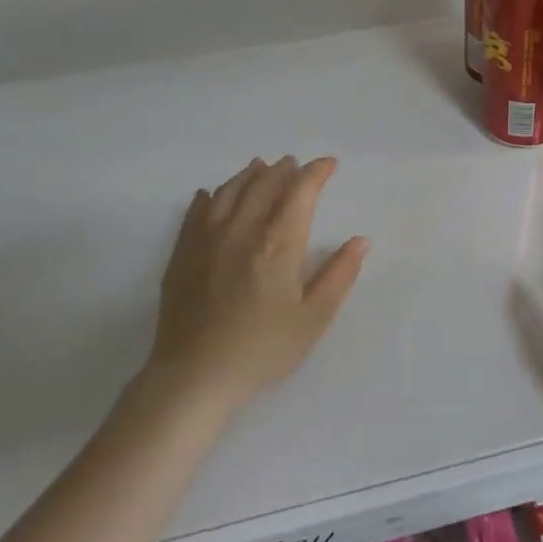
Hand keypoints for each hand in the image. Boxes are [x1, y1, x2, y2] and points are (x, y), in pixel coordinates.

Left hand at [142, 156, 368, 414]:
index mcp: (278, 243)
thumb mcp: (313, 318)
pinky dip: (211, 196)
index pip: (300, 191)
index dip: (316, 172)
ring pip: (229, 191)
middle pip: (264, 184)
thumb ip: (339, 275)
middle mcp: (242, 229)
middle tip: (295, 164)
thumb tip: (360, 240)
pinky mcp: (182, 253)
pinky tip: (213, 194)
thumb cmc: (263, 350)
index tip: (329, 164)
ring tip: (261, 167)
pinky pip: (196, 211)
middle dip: (284, 169)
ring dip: (249, 175)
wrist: (194, 377)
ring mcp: (206, 238)